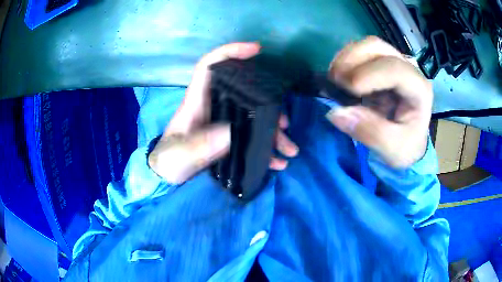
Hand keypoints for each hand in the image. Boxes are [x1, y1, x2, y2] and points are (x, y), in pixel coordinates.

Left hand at [148, 43, 297, 182]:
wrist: (169, 175)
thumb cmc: (168, 161)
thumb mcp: (179, 156)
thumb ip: (200, 145)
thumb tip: (231, 131)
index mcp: (196, 102)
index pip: (210, 66)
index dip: (231, 52)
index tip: (256, 49)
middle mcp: (212, 107)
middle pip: (244, 94)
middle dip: (268, 105)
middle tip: (283, 124)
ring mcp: (222, 123)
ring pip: (253, 118)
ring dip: (273, 133)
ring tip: (289, 149)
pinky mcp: (228, 139)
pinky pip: (252, 138)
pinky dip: (266, 148)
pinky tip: (277, 161)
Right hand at [326, 36, 432, 167]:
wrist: (409, 143)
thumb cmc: (406, 147)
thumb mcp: (392, 150)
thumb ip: (370, 133)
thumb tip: (337, 113)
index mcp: (419, 90)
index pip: (394, 69)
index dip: (368, 74)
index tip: (347, 90)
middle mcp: (408, 69)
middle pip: (378, 47)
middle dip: (353, 60)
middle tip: (336, 82)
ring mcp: (394, 64)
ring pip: (367, 45)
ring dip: (346, 58)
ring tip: (335, 79)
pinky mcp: (381, 66)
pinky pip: (360, 52)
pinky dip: (345, 60)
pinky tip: (339, 77)